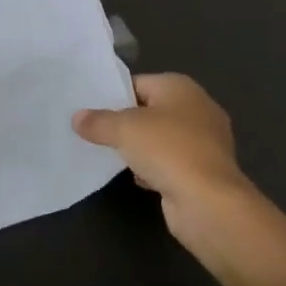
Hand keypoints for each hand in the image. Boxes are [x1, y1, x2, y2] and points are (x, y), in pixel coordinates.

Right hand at [73, 73, 254, 250]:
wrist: (209, 203)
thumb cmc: (167, 150)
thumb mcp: (124, 129)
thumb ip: (98, 121)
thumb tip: (77, 118)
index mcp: (181, 87)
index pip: (138, 83)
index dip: (113, 96)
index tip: (90, 111)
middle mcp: (197, 108)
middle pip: (149, 111)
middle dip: (125, 124)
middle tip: (95, 133)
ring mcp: (204, 141)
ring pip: (160, 139)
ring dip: (139, 149)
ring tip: (111, 156)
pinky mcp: (204, 171)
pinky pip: (171, 163)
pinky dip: (155, 169)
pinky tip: (139, 179)